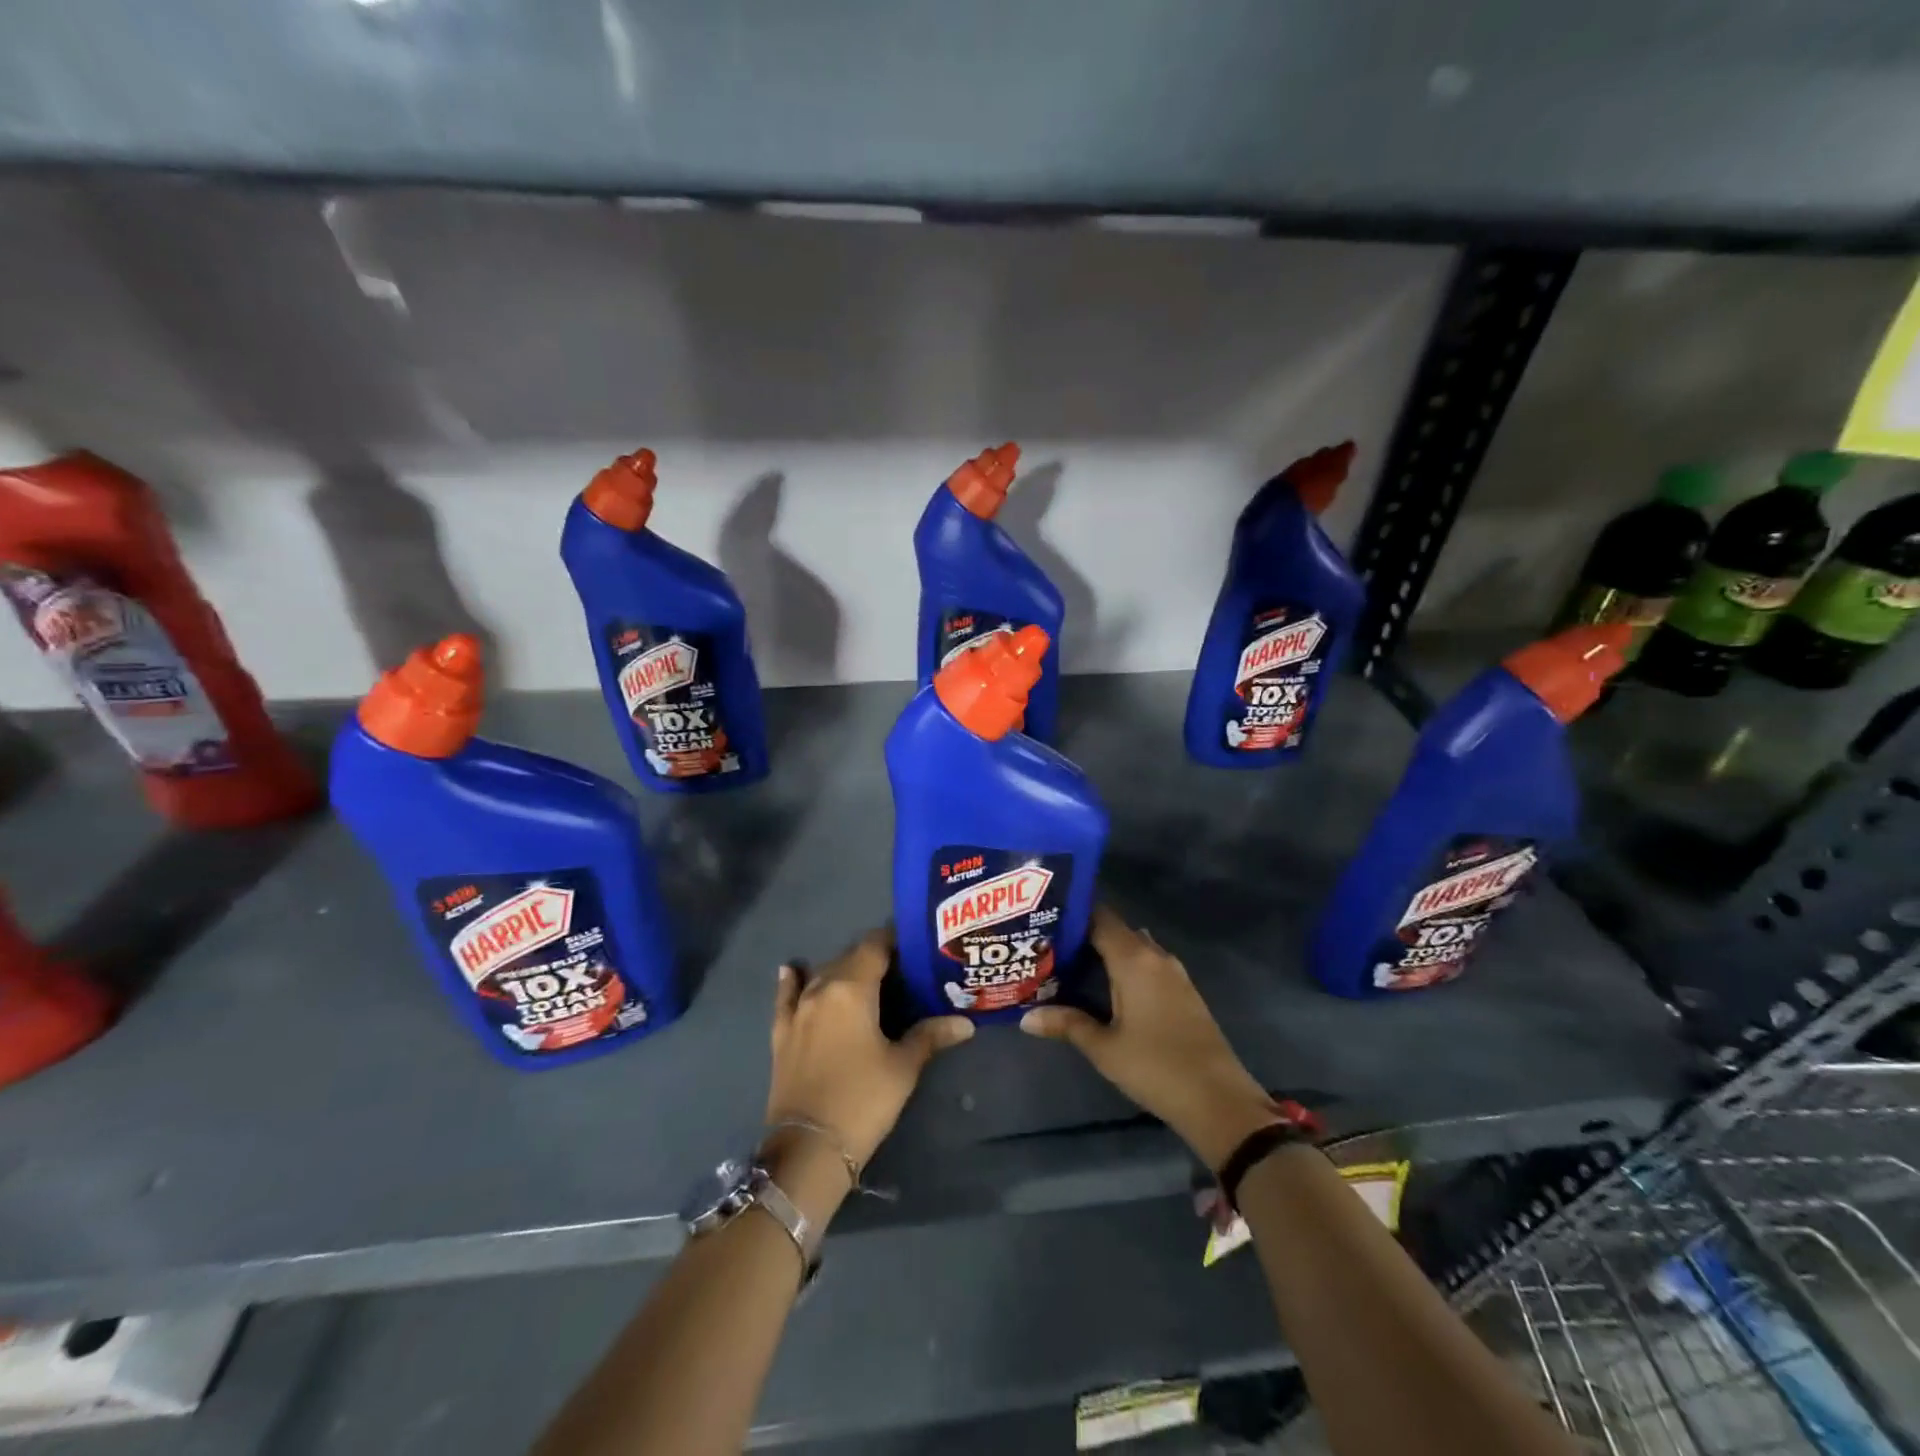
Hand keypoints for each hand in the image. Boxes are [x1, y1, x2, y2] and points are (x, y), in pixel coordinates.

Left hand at [766, 928, 973, 1172]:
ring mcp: (797, 1011)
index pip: (874, 946)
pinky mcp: (781, 1034)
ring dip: (842, 970)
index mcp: (853, 988)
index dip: (894, 940)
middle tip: (900, 969)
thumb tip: (966, 1022)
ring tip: (864, 978)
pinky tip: (790, 970)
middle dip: (873, 957)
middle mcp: (822, 989)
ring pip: (821, 975)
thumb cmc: (863, 1100)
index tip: (914, 945)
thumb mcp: (903, 1067)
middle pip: (848, 958)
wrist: (808, 1149)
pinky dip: (792, 982)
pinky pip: (786, 997)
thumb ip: (930, 1036)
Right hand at [1020, 906, 1276, 1169]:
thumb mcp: (1104, 1048)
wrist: (1219, 1100)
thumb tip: (1025, 1017)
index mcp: (1134, 959)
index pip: (1100, 917)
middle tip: (1050, 946)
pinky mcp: (1184, 992)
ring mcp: (1175, 973)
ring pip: (1134, 948)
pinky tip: (1106, 987)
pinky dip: (1126, 967)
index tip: (1044, 920)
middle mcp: (1155, 956)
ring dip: (1107, 952)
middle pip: (1116, 930)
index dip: (1072, 914)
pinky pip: (1148, 965)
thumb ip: (1067, 1024)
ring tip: (1071, 964)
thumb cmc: (1156, 1067)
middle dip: (1085, 935)